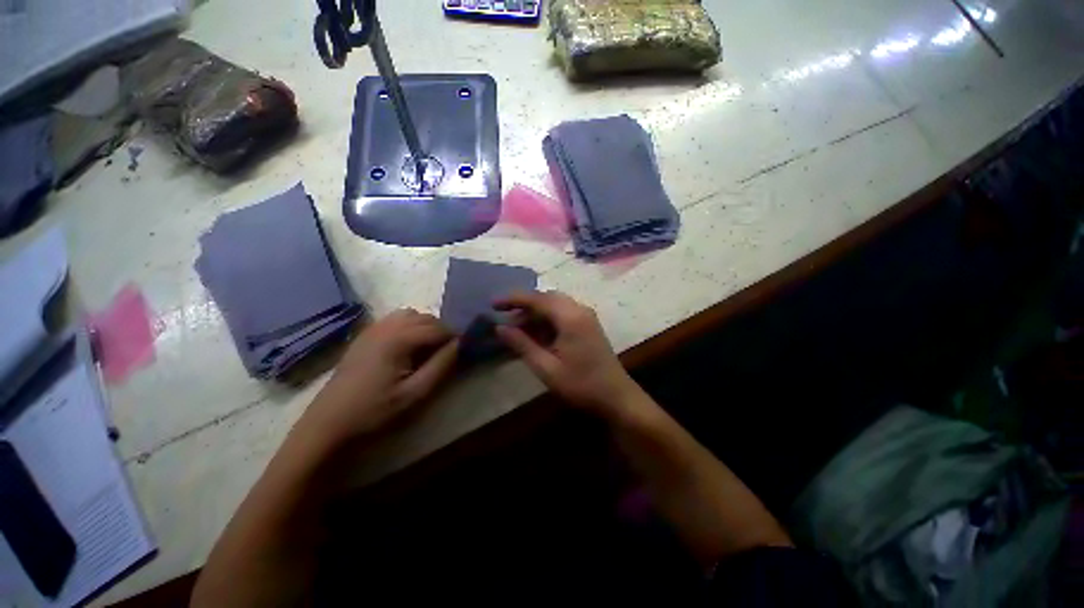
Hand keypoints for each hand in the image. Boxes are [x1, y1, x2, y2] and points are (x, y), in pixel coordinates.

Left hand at [300, 309, 457, 444]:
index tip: (463, 350)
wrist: (329, 422)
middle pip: (425, 317)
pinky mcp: (364, 335)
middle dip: (441, 330)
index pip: (437, 328)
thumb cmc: (374, 411)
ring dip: (424, 326)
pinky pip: (394, 319)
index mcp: (398, 339)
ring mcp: (372, 329)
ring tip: (427, 348)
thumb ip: (441, 365)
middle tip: (446, 352)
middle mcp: (386, 326)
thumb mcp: (414, 393)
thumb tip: (460, 344)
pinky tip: (407, 347)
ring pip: (410, 314)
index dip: (454, 337)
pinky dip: (408, 326)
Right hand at [495, 291, 640, 416]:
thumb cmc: (581, 385)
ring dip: (535, 313)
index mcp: (570, 317)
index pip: (537, 299)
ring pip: (554, 305)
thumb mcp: (546, 368)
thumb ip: (522, 345)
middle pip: (546, 298)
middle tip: (504, 316)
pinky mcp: (588, 324)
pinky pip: (563, 314)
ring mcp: (586, 316)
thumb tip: (499, 328)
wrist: (616, 397)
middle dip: (524, 305)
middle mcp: (579, 310)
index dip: (513, 299)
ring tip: (516, 327)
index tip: (493, 304)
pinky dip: (546, 320)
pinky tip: (535, 333)